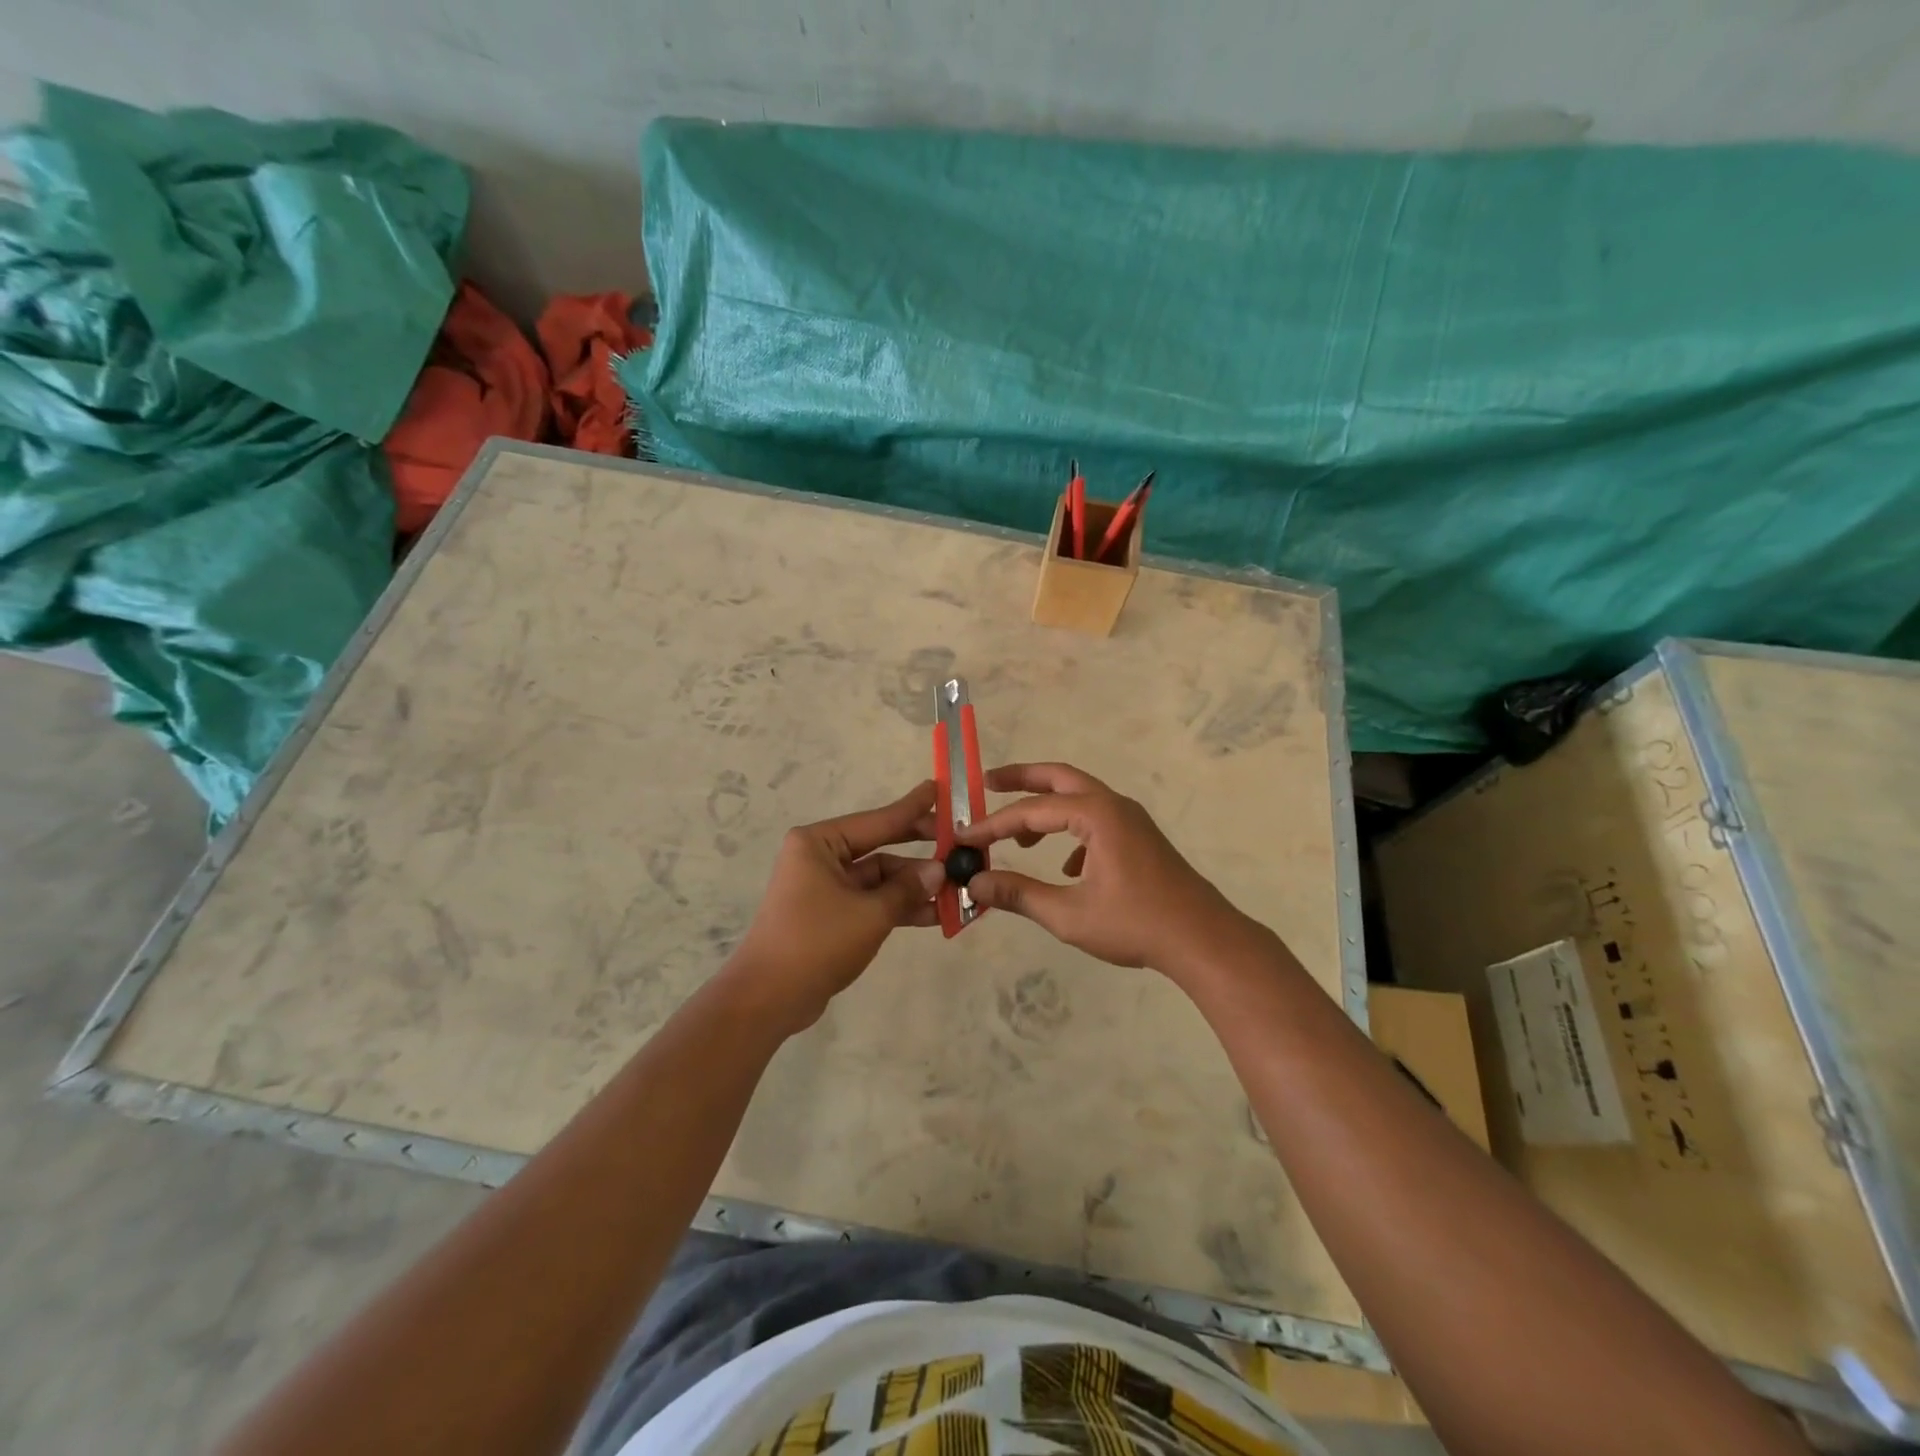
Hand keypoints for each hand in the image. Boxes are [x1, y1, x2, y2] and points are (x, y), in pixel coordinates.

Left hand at [724, 781, 946, 1032]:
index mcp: (820, 843)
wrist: (768, 999)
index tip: (940, 789)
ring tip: (955, 889)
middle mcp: (820, 857)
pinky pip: (871, 901)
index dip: (913, 808)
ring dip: (913, 886)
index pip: (877, 820)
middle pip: (880, 847)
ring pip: (879, 878)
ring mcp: (825, 887)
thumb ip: (907, 889)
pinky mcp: (830, 915)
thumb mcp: (870, 914)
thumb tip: (939, 870)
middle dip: (918, 850)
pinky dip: (898, 907)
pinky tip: (934, 914)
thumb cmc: (816, 942)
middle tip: (958, 843)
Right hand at [956, 763, 1253, 977]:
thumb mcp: (1069, 914)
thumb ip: (1019, 894)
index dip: (993, 824)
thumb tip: (976, 883)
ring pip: (1079, 799)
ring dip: (1046, 809)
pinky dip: (1071, 832)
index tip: (963, 837)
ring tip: (1018, 837)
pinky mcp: (1140, 838)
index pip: (1032, 811)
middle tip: (987, 782)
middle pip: (1059, 777)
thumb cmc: (1135, 924)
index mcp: (1096, 814)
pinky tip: (1064, 867)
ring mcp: (1131, 820)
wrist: (1203, 940)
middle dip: (1021, 779)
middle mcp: (1114, 805)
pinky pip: (1096, 821)